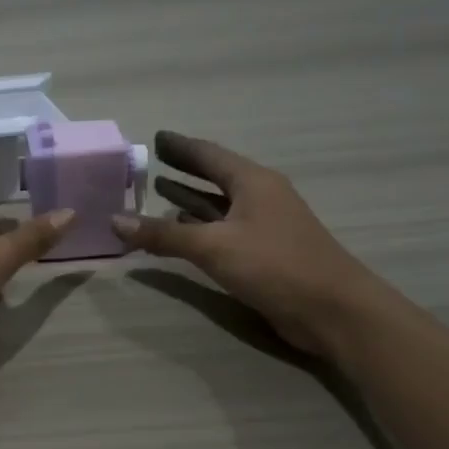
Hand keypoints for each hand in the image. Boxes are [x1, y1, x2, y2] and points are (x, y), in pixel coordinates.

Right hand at [111, 131, 385, 357]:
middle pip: (216, 176)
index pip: (209, 155)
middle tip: (152, 162)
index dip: (181, 146)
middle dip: (185, 169)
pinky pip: (225, 229)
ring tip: (159, 192)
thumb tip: (115, 220)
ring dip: (191, 199)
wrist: (333, 310)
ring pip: (220, 204)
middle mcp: (260, 197)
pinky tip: (182, 231)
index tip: (156, 138)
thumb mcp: (213, 247)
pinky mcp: (265, 252)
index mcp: (253, 182)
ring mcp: (265, 225)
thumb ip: (163, 234)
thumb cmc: (275, 265)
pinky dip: (201, 226)